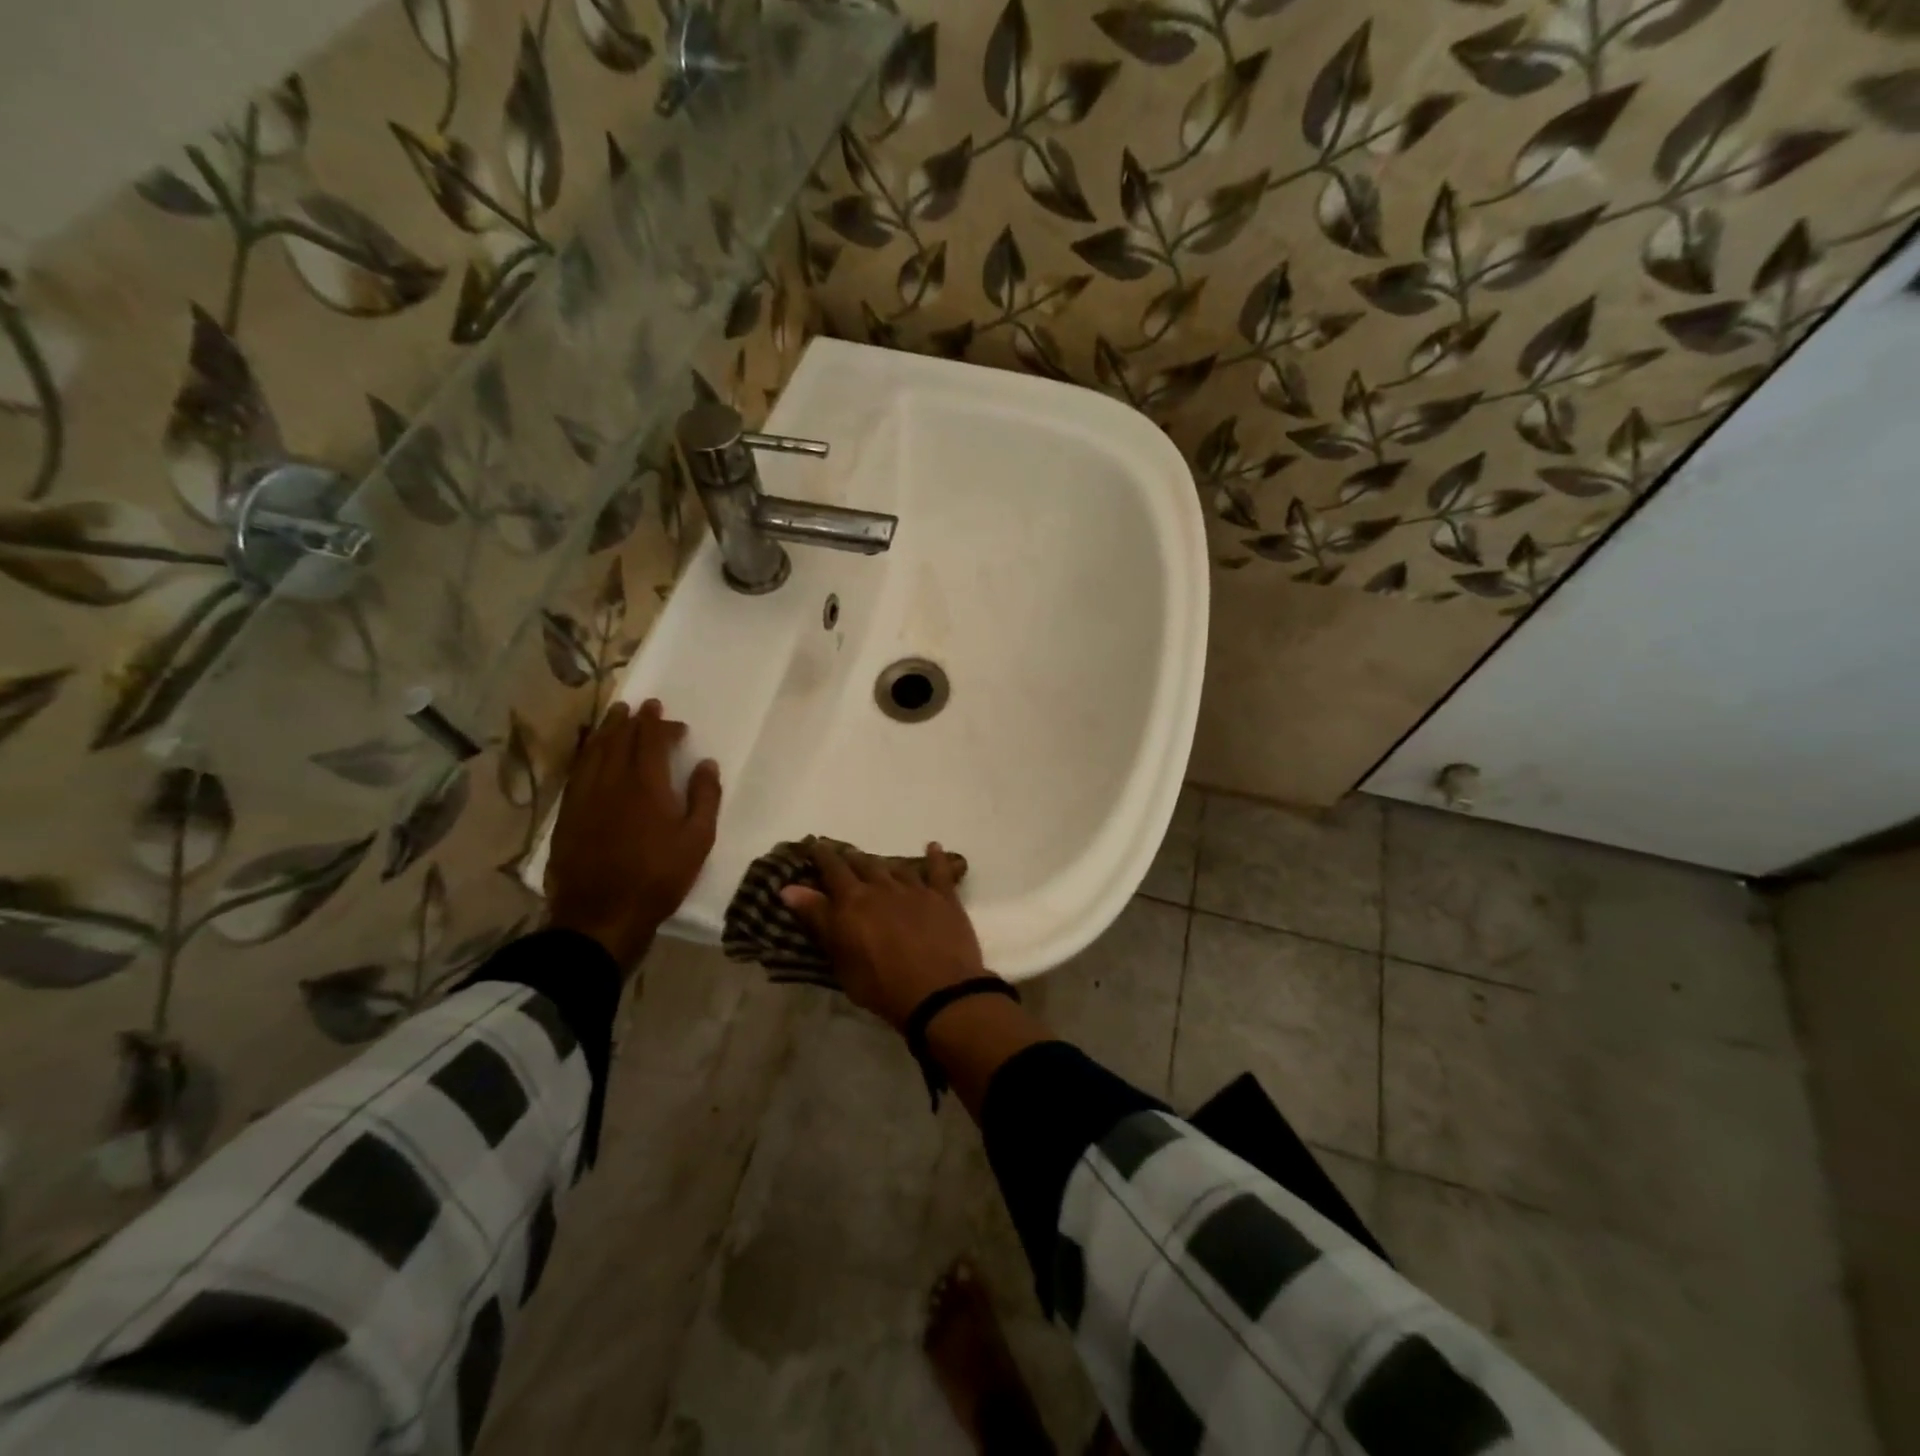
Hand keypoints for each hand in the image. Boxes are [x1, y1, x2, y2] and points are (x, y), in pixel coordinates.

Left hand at [545, 699, 720, 967]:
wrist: (602, 915)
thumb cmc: (659, 877)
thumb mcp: (697, 840)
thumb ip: (704, 798)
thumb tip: (706, 764)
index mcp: (646, 784)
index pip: (651, 741)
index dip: (661, 725)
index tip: (673, 721)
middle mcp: (612, 781)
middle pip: (620, 739)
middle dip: (634, 720)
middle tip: (643, 706)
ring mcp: (585, 797)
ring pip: (595, 751)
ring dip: (607, 730)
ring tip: (615, 715)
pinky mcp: (568, 814)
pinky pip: (578, 771)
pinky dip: (587, 753)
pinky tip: (591, 752)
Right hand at [780, 841, 987, 1029]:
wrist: (938, 992)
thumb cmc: (882, 986)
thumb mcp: (841, 961)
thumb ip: (819, 920)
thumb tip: (790, 889)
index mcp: (853, 903)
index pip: (832, 871)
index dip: (822, 857)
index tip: (814, 846)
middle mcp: (881, 887)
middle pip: (862, 864)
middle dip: (849, 858)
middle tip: (842, 854)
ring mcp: (915, 889)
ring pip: (894, 866)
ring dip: (882, 862)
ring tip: (874, 860)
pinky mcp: (943, 896)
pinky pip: (939, 870)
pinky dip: (934, 857)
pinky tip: (932, 846)